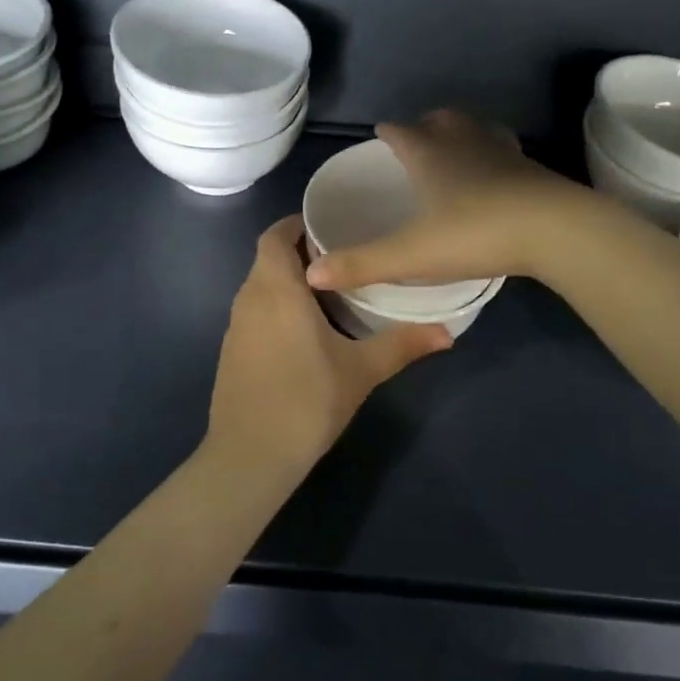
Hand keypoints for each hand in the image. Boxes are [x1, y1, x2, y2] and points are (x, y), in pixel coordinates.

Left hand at [205, 215, 451, 474]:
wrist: (250, 456)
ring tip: (330, 292)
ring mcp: (235, 327)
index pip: (275, 236)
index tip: (329, 226)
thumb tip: (448, 332)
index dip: (296, 224)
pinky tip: (305, 331)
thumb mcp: (361, 370)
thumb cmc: (307, 401)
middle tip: (343, 258)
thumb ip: (402, 344)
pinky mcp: (231, 352)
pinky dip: (276, 307)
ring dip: (288, 282)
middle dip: (300, 253)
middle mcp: (249, 299)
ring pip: (260, 286)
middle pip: (268, 259)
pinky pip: (254, 312)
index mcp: (276, 289)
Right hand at [304, 110, 588, 291]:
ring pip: (476, 128)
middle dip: (425, 125)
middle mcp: (464, 142)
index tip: (380, 134)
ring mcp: (502, 151)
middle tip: (417, 142)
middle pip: (440, 120)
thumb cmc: (474, 233)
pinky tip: (497, 174)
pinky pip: (506, 150)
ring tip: (455, 150)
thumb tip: (311, 273)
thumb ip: (361, 263)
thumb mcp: (411, 254)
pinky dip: (494, 154)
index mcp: (429, 154)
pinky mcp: (532, 168)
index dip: (388, 132)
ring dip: (462, 133)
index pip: (400, 131)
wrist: (554, 230)